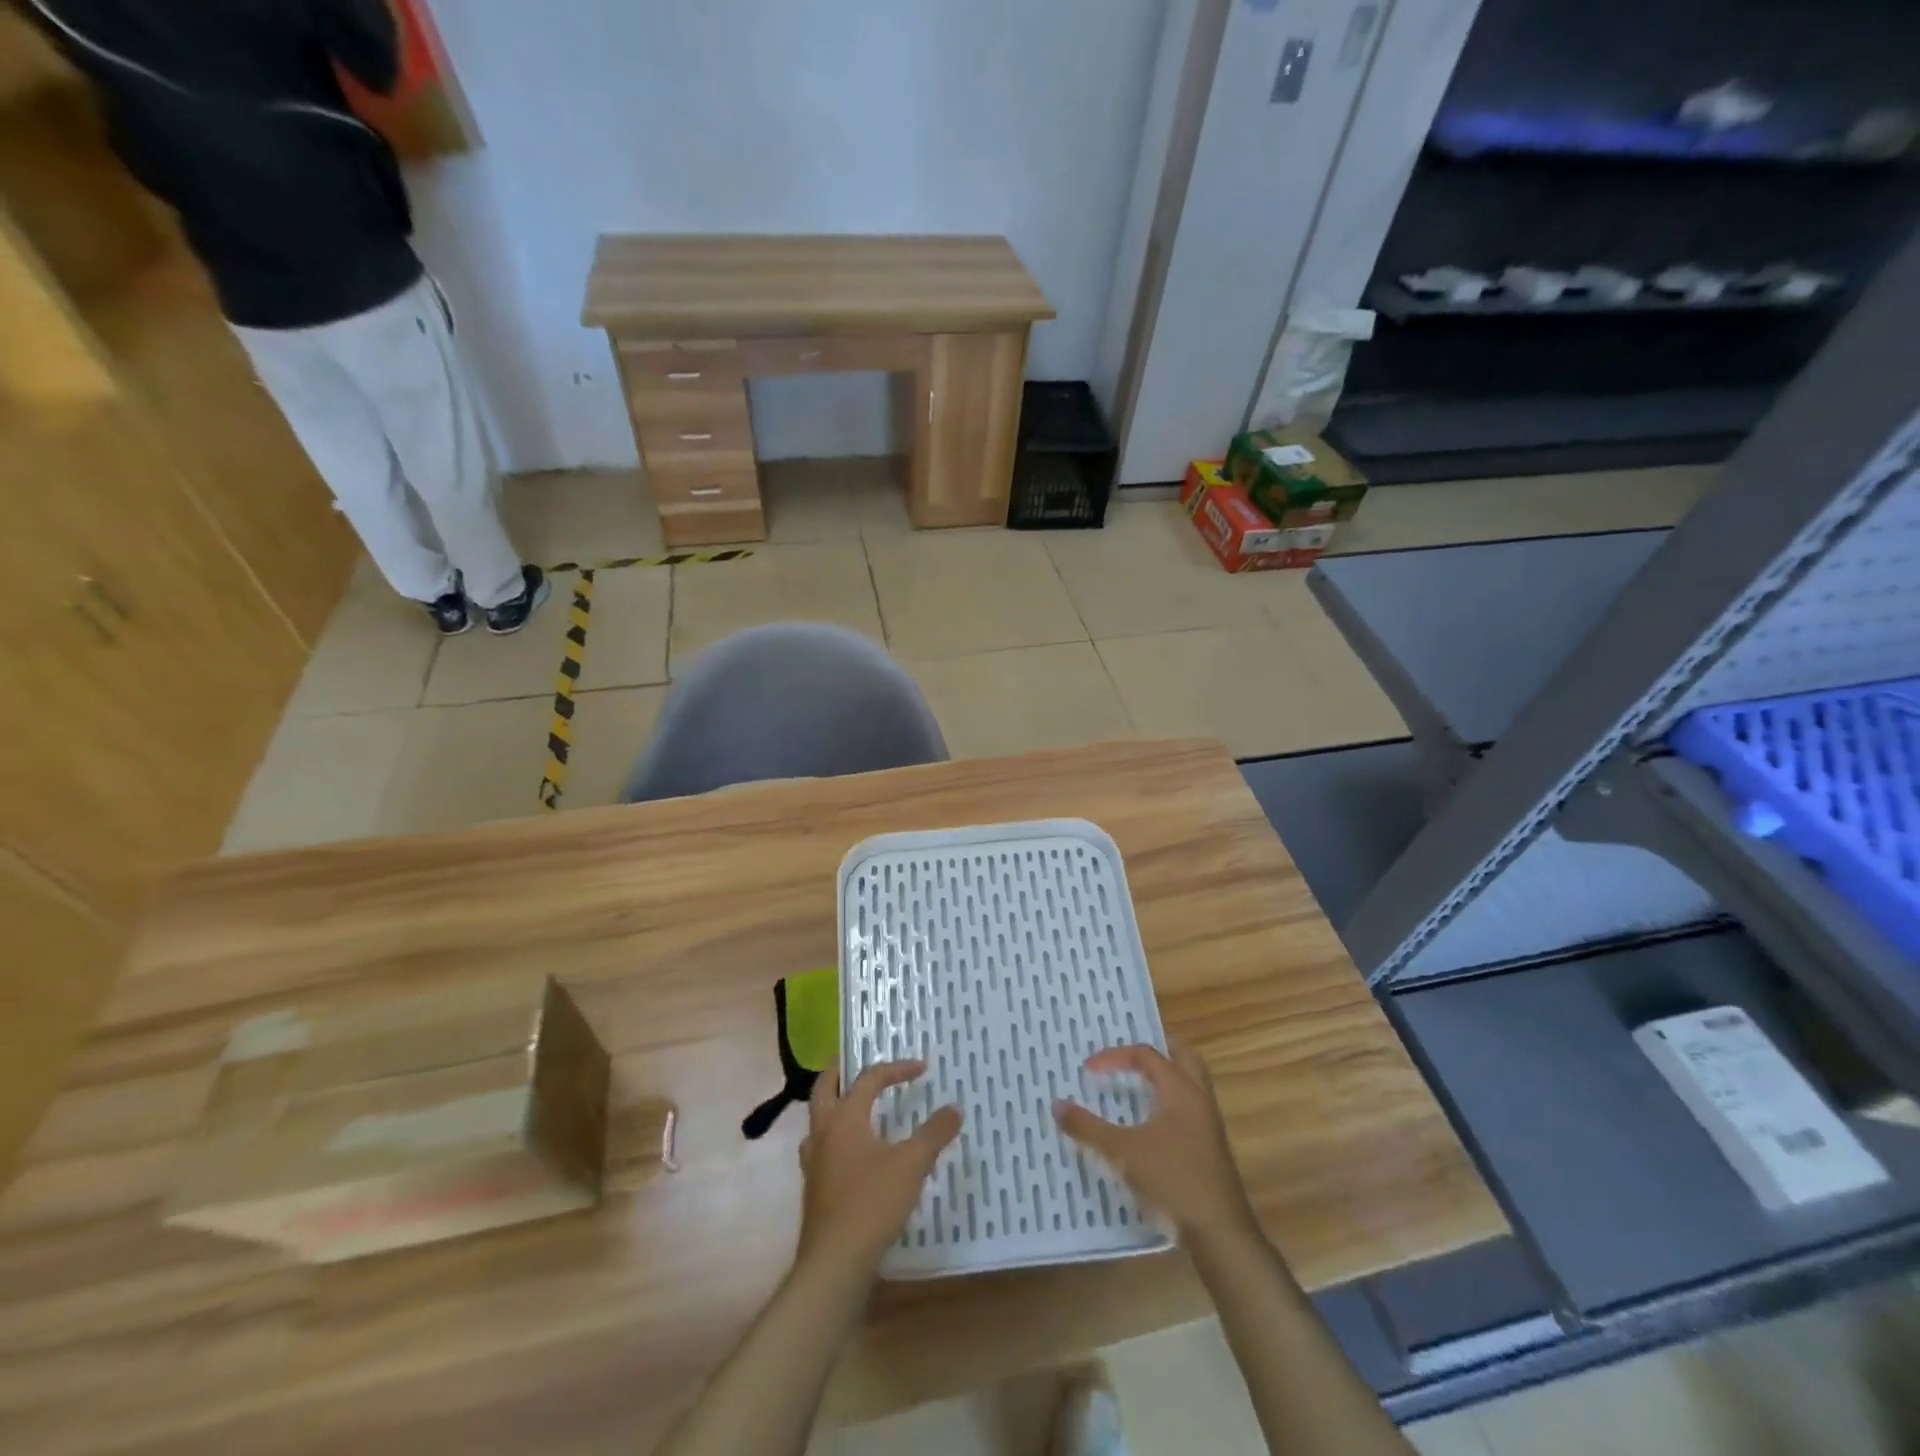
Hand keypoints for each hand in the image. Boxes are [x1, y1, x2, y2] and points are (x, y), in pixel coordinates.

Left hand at [797, 1060, 961, 1273]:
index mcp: (845, 1118)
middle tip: (858, 1063)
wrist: (835, 1263)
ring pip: (818, 1120)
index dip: (895, 1069)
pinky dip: (836, 1139)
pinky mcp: (815, 1190)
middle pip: (825, 1088)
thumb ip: (934, 1133)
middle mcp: (823, 1133)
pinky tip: (854, 1155)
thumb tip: (955, 1108)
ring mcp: (815, 1162)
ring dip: (835, 1106)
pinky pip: (822, 1149)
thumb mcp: (912, 1164)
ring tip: (856, 1107)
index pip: (868, 1078)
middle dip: (841, 1072)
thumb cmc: (872, 1203)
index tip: (921, 1068)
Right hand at [1054, 1039, 1258, 1247]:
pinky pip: (1189, 1108)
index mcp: (1180, 1089)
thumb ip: (1088, 1127)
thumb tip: (1057, 1104)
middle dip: (1157, 1049)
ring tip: (1137, 1080)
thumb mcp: (1122, 1152)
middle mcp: (1198, 1099)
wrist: (1219, 1234)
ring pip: (1189, 1084)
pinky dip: (1169, 1102)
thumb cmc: (1172, 1179)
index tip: (1088, 1070)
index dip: (1114, 1056)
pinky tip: (1150, 1121)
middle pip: (1182, 1057)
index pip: (1146, 1055)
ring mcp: (1208, 1125)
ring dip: (1165, 1076)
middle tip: (1129, 1052)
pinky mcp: (1209, 1149)